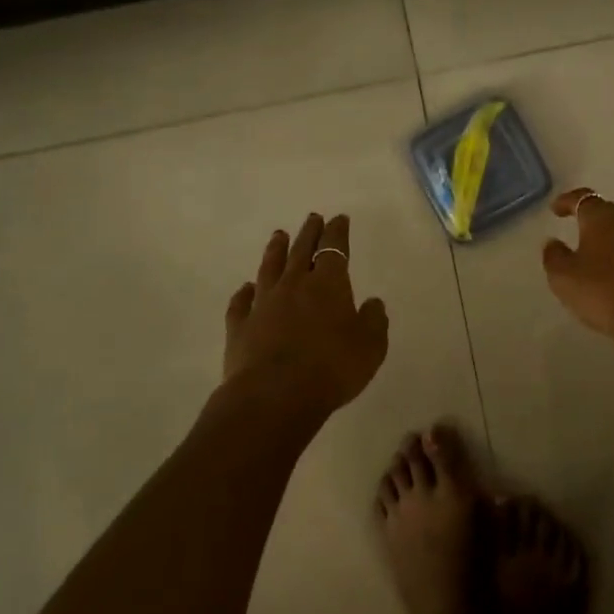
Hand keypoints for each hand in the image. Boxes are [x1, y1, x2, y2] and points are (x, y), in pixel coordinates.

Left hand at [224, 213, 388, 416]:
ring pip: (270, 268)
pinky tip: (245, 288)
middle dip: (309, 233)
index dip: (338, 232)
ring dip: (275, 250)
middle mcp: (294, 285)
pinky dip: (244, 292)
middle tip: (312, 217)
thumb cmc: (331, 368)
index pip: (335, 248)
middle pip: (302, 251)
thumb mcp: (370, 347)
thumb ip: (374, 321)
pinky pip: (241, 303)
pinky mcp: (240, 326)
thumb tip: (372, 302)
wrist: (274, 396)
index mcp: (329, 284)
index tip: (339, 219)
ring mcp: (263, 304)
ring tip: (278, 235)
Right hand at [542, 188, 613, 370]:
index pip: (582, 198)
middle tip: (573, 229)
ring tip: (590, 254)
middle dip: (588, 219)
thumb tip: (553, 242)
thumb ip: (554, 256)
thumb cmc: (604, 291)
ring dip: (606, 239)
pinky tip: (612, 274)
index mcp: (602, 217)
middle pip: (605, 212)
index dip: (566, 201)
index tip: (555, 209)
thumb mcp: (564, 277)